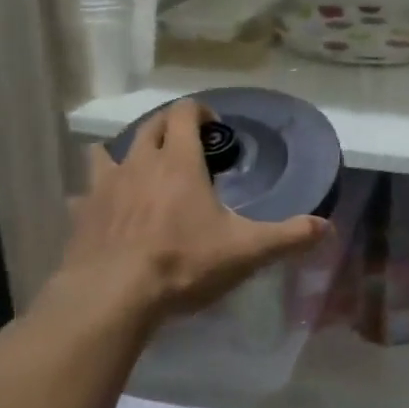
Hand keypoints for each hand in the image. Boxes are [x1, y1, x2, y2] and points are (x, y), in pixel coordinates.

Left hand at [56, 100, 328, 322]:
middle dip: (169, 127)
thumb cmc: (182, 264)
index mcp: (178, 163)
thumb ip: (288, 237)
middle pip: (150, 126)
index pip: (184, 114)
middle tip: (187, 148)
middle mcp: (139, 163)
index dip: (200, 111)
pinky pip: (86, 192)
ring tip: (141, 172)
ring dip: (126, 153)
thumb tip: (328, 227)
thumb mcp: (246, 251)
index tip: (214, 126)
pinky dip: (97, 195)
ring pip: (109, 151)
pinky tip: (107, 212)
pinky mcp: (81, 213)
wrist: (111, 296)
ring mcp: (104, 186)